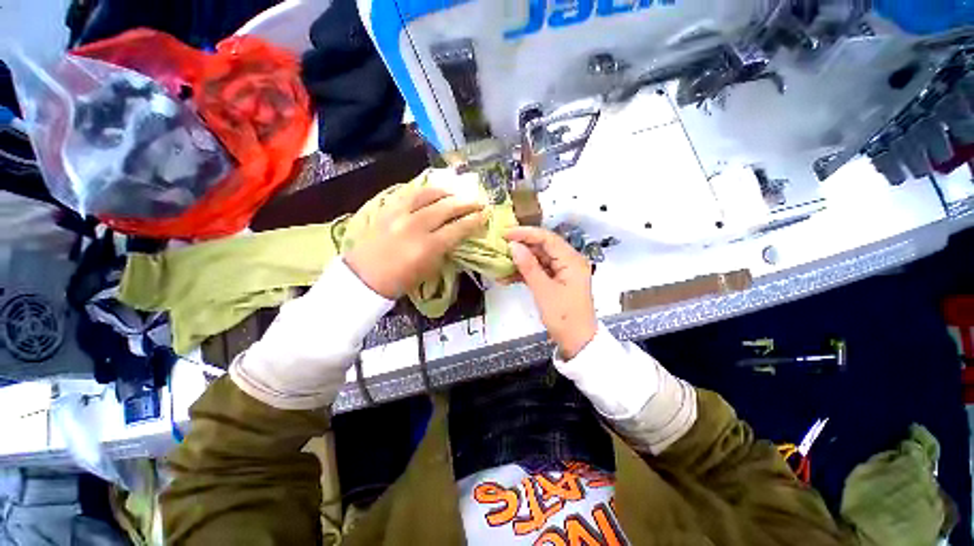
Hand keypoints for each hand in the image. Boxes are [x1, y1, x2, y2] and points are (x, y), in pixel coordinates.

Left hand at [345, 186, 485, 298]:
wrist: (364, 278)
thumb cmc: (400, 281)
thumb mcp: (429, 269)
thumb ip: (444, 250)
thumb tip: (456, 236)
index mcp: (428, 247)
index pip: (457, 228)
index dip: (474, 220)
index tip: (485, 214)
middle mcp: (415, 226)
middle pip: (446, 208)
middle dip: (465, 203)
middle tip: (478, 201)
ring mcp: (399, 215)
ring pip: (427, 195)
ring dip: (446, 192)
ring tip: (456, 193)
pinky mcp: (386, 209)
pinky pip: (408, 193)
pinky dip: (423, 190)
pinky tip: (432, 191)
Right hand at [504, 226, 596, 359]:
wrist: (577, 342)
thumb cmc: (564, 317)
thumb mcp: (544, 291)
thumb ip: (529, 267)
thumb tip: (513, 246)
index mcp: (572, 260)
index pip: (547, 238)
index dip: (526, 233)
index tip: (506, 233)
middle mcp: (569, 261)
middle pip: (543, 247)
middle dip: (521, 247)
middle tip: (500, 246)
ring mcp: (563, 272)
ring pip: (539, 259)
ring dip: (520, 262)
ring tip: (500, 263)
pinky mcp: (556, 281)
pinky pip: (539, 271)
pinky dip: (525, 273)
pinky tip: (507, 277)